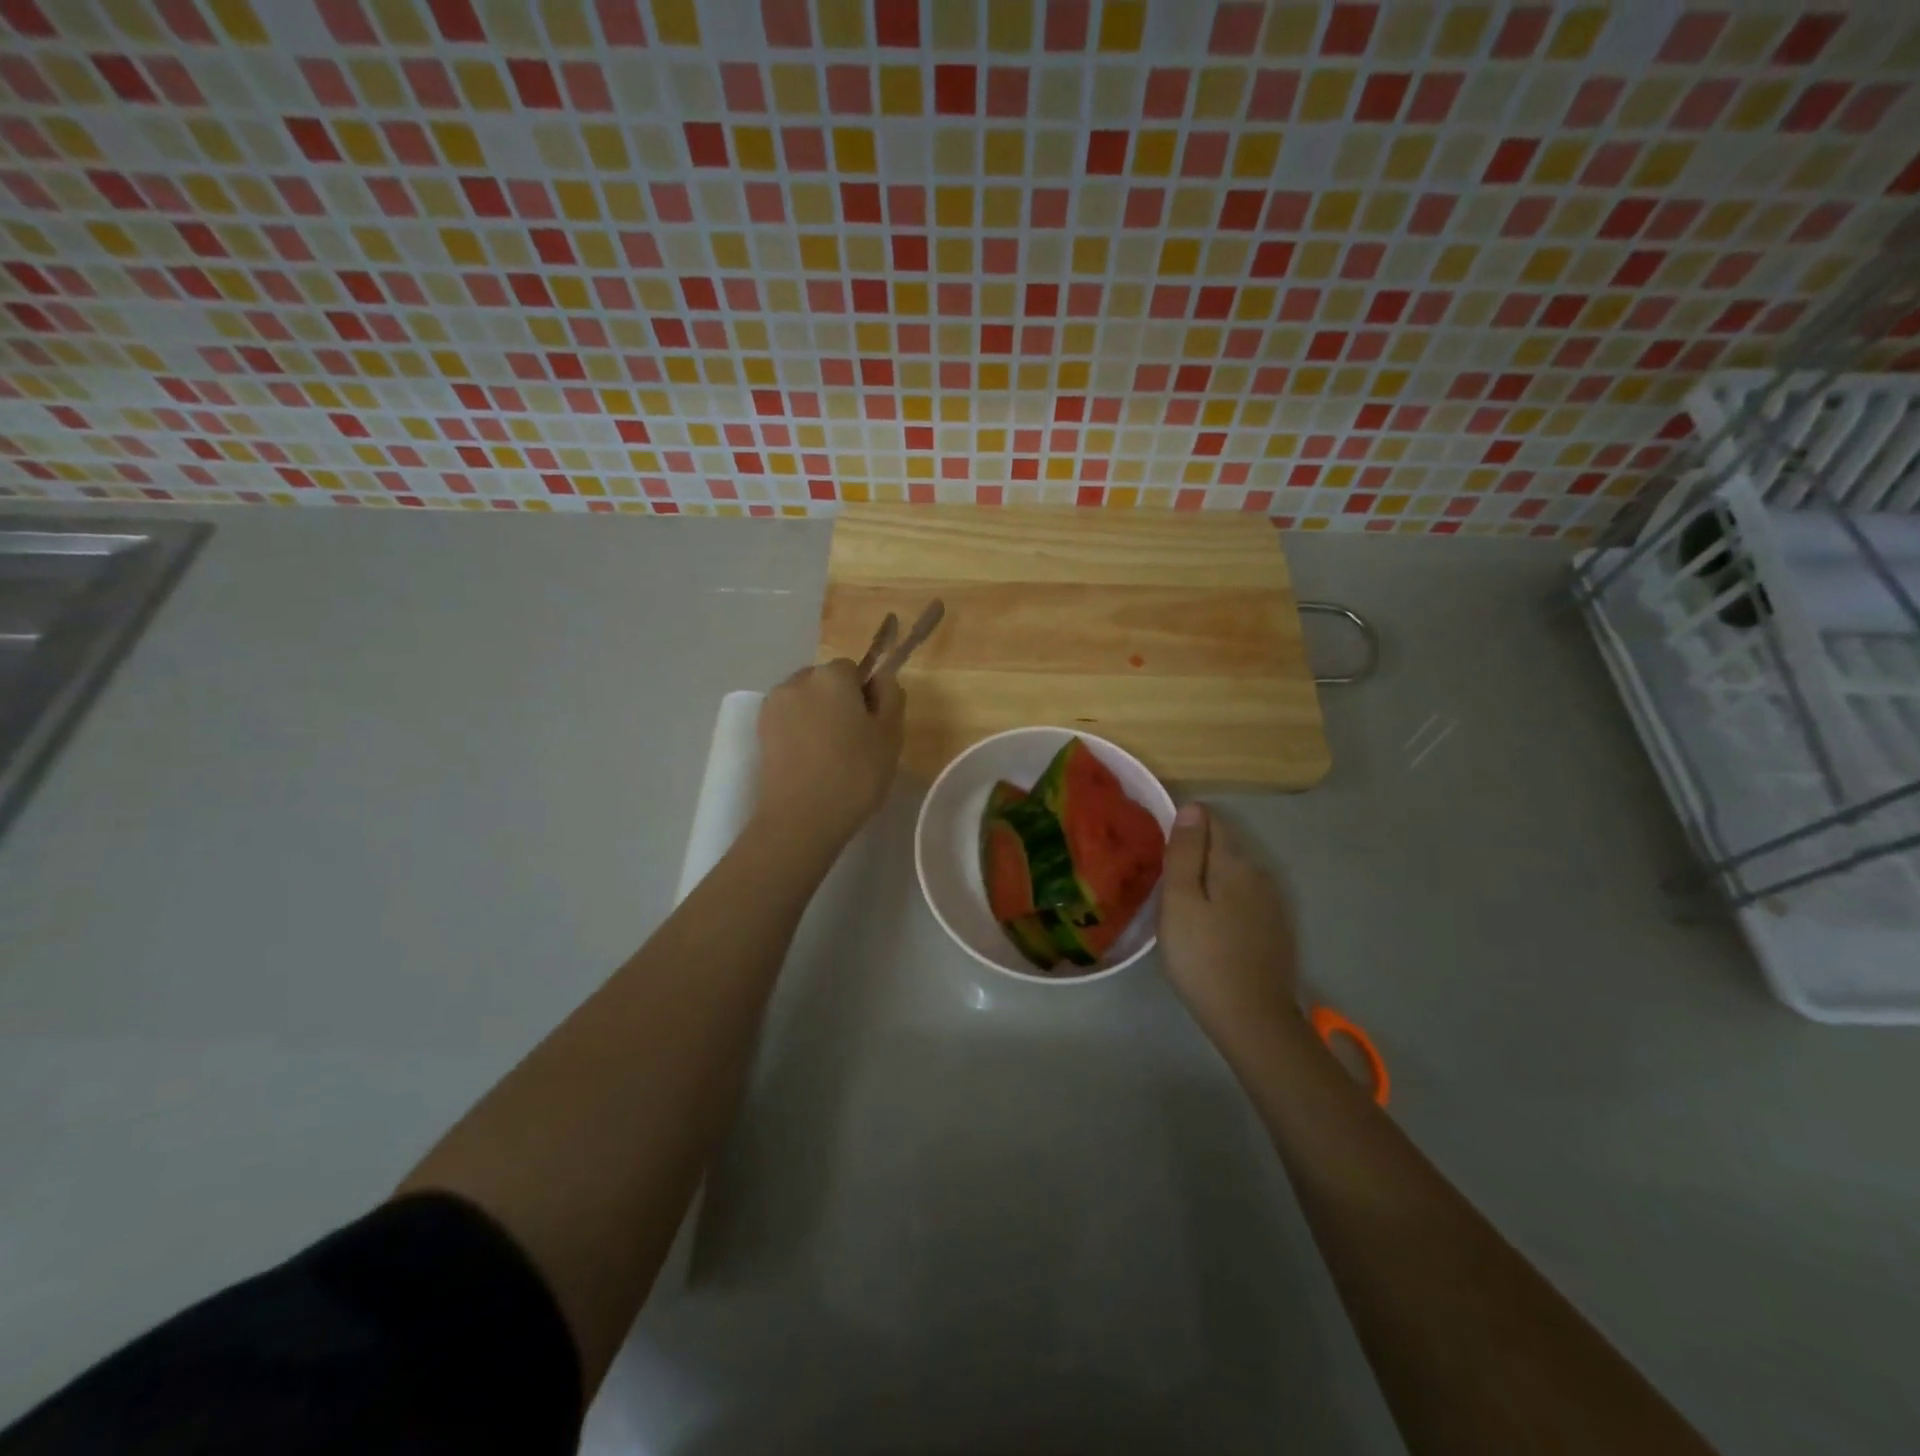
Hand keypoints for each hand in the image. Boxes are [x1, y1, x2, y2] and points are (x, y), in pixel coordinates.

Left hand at [753, 658, 904, 849]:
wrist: (801, 819)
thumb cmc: (855, 774)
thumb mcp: (890, 735)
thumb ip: (891, 696)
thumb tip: (880, 679)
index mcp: (832, 676)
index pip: (854, 669)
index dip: (865, 694)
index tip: (873, 725)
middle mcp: (797, 681)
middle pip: (825, 682)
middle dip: (838, 701)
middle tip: (854, 741)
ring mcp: (773, 707)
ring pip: (804, 702)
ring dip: (816, 717)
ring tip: (829, 755)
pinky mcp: (759, 734)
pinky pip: (788, 723)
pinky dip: (799, 734)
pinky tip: (810, 763)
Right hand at [1158, 804, 1301, 1056]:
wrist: (1251, 1019)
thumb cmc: (1202, 956)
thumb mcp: (1180, 901)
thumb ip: (1186, 852)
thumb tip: (1192, 807)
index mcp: (1234, 863)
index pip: (1211, 821)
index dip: (1185, 825)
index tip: (1162, 846)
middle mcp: (1260, 874)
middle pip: (1225, 846)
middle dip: (1198, 852)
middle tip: (1165, 877)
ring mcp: (1273, 903)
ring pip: (1235, 874)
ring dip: (1212, 878)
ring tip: (1184, 901)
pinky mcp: (1276, 930)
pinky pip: (1245, 899)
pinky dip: (1226, 900)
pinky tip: (1211, 924)